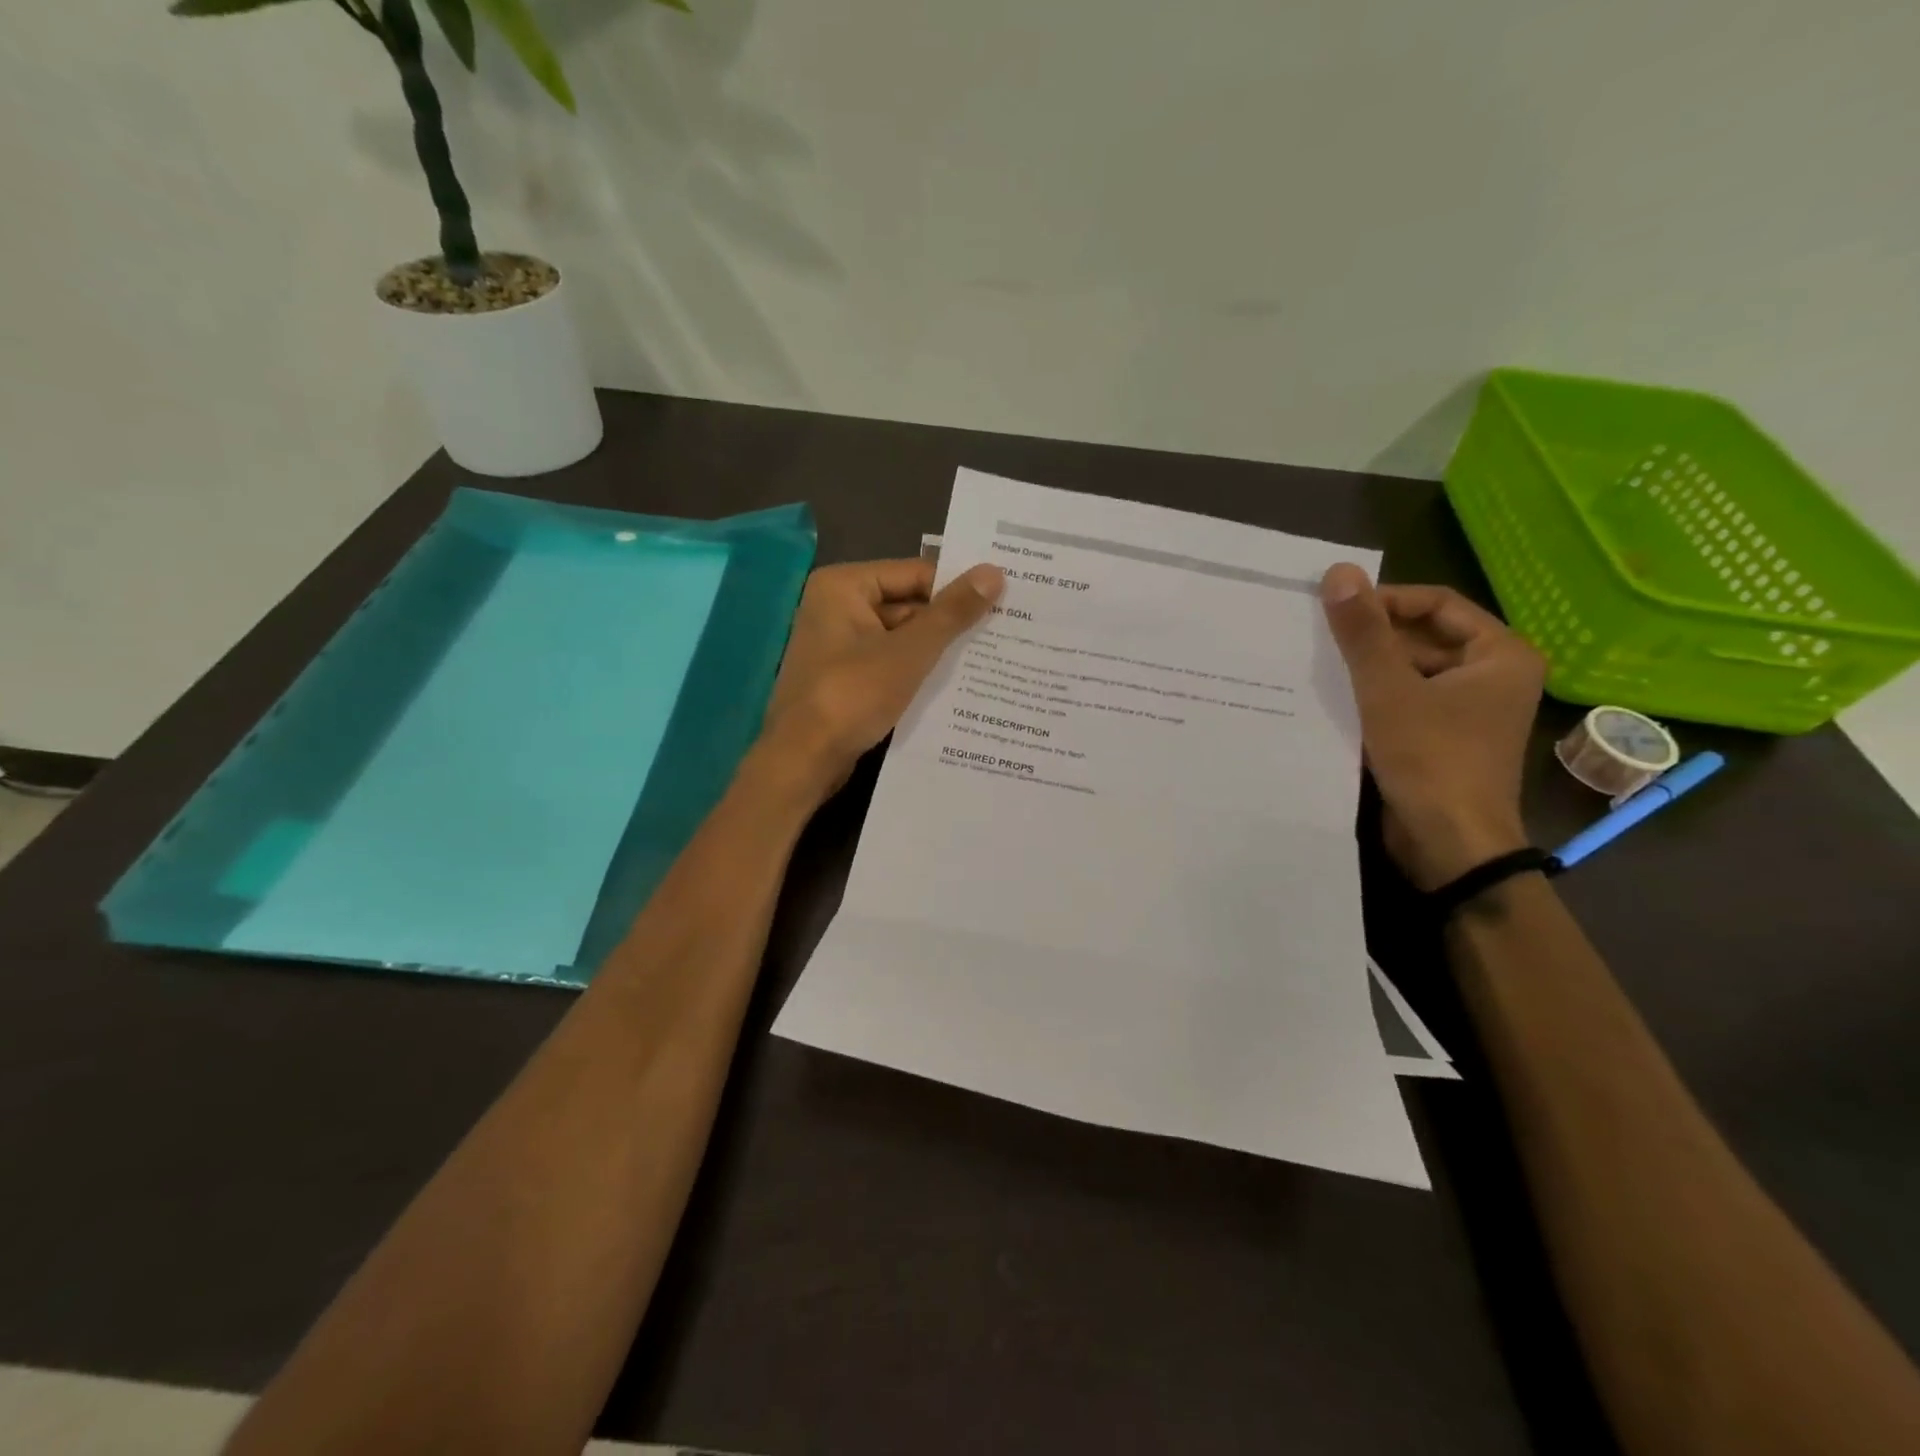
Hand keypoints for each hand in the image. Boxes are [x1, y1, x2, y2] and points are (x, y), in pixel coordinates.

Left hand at [758, 557, 1004, 802]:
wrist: (803, 760)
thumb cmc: (853, 695)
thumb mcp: (910, 652)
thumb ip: (952, 613)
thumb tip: (994, 572)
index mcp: (844, 586)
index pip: (915, 574)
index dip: (958, 588)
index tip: (1004, 600)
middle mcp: (837, 607)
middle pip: (908, 604)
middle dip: (950, 623)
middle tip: (1005, 630)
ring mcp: (839, 645)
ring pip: (901, 638)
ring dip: (937, 650)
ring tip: (990, 658)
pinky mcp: (845, 678)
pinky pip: (889, 663)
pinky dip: (917, 672)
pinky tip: (956, 685)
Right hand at [1320, 564, 1544, 888]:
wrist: (1449, 844)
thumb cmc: (1430, 759)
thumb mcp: (1388, 690)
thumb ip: (1363, 632)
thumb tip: (1339, 571)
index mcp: (1500, 654)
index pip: (1437, 604)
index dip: (1385, 600)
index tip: (1335, 609)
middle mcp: (1491, 676)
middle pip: (1423, 637)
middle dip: (1373, 637)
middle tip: (1319, 637)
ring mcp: (1468, 710)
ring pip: (1411, 671)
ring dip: (1368, 668)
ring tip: (1318, 666)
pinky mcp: (1443, 738)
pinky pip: (1406, 700)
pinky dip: (1374, 697)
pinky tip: (1333, 700)